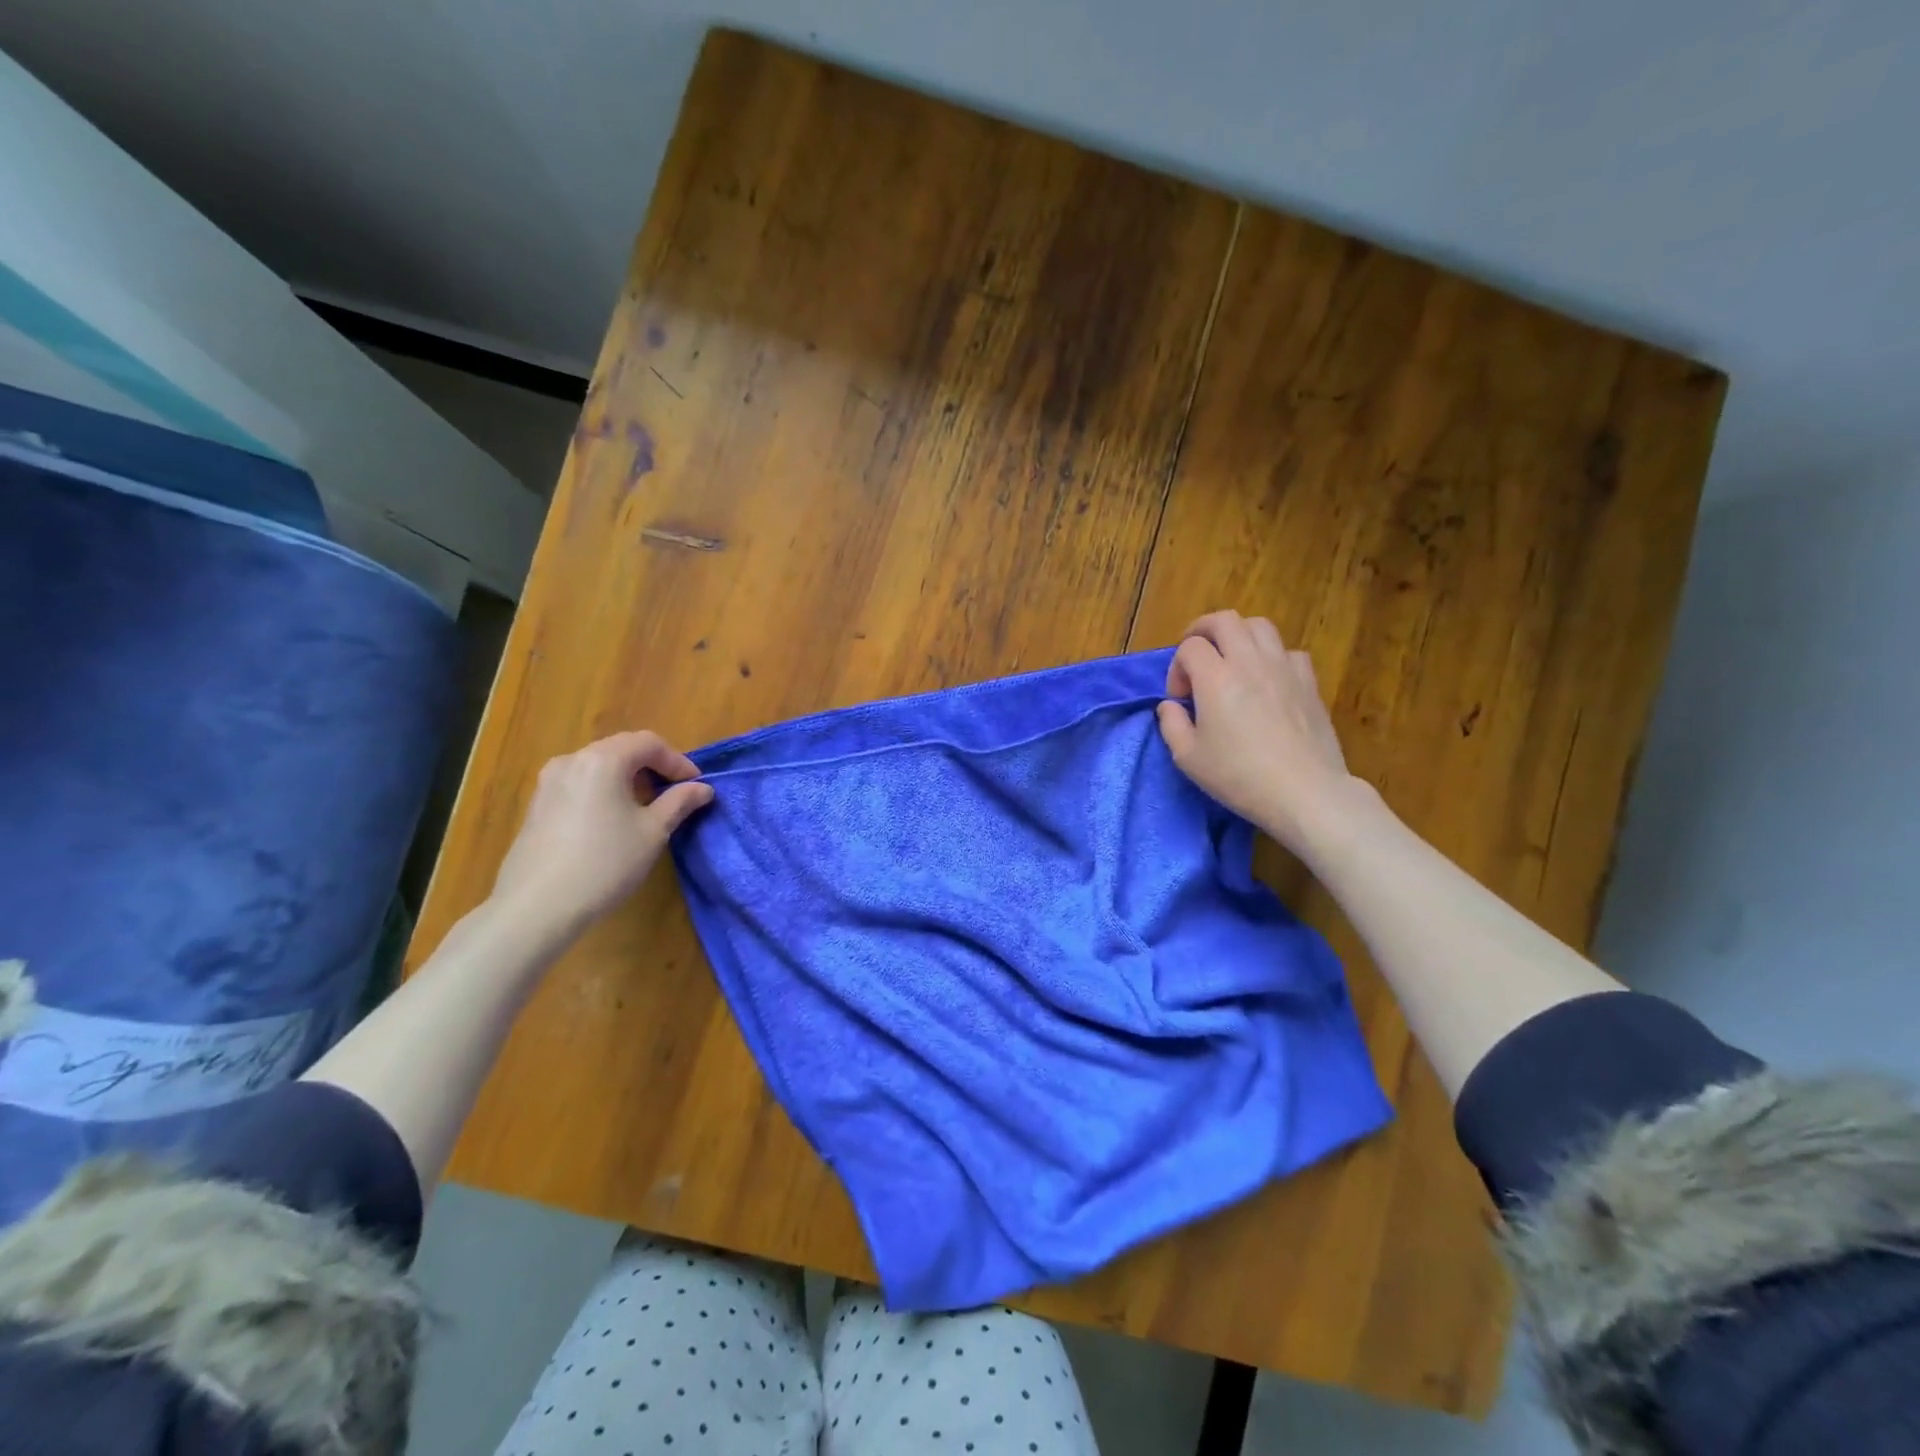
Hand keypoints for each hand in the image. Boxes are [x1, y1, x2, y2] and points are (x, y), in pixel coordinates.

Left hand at [489, 731, 713, 942]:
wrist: (536, 907)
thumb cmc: (605, 863)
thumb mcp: (653, 832)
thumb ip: (679, 802)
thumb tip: (702, 789)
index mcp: (603, 760)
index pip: (648, 743)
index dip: (677, 761)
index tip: (696, 786)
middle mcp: (572, 760)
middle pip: (621, 749)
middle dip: (653, 767)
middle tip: (675, 793)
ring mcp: (549, 782)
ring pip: (598, 766)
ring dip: (628, 779)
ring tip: (647, 807)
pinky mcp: (537, 805)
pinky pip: (580, 784)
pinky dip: (604, 791)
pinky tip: (613, 821)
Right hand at [1155, 611, 1358, 851]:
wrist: (1304, 792)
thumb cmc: (1239, 776)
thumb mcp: (1188, 758)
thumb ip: (1171, 724)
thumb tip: (1170, 705)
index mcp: (1216, 677)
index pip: (1190, 646)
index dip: (1177, 667)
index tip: (1179, 698)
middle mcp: (1249, 662)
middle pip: (1224, 620)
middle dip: (1202, 631)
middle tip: (1196, 656)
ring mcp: (1284, 668)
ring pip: (1259, 626)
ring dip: (1238, 636)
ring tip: (1231, 661)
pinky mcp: (1309, 682)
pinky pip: (1288, 651)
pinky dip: (1272, 656)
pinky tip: (1267, 680)